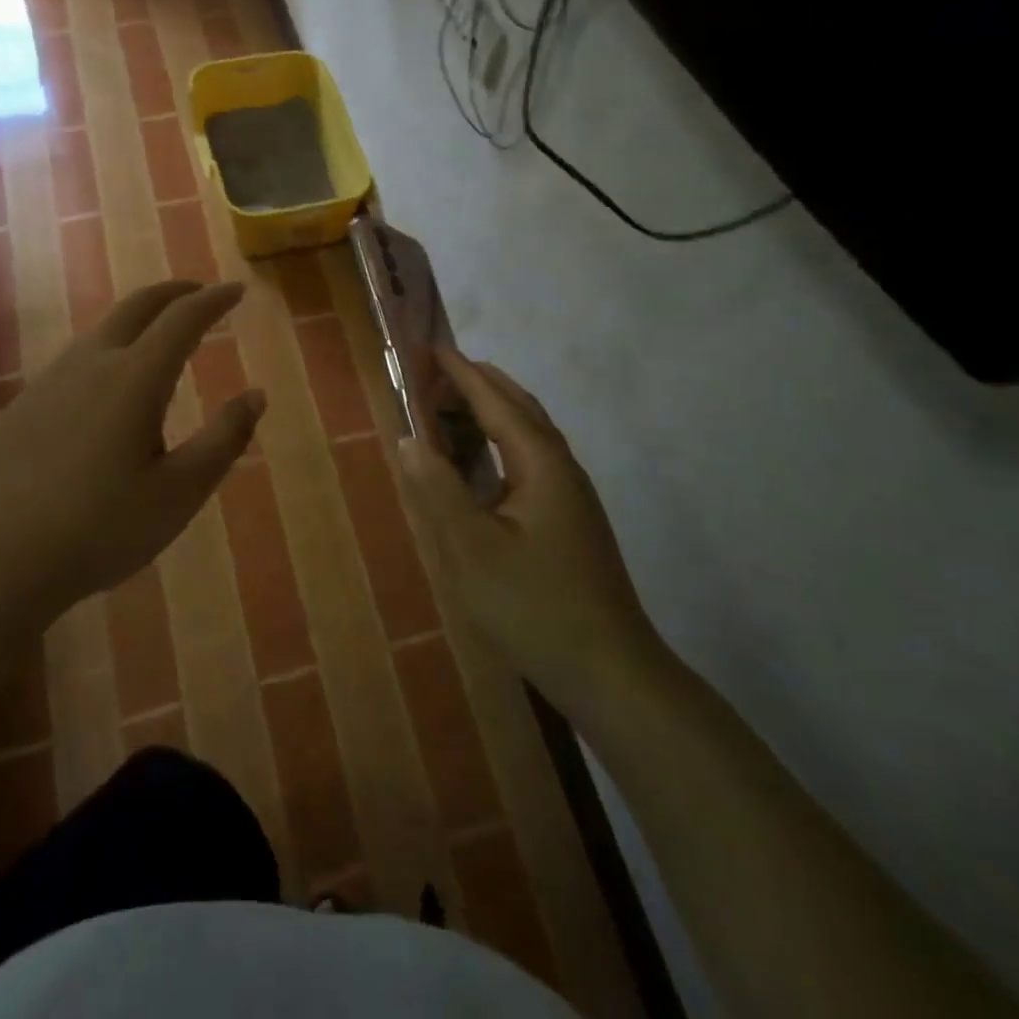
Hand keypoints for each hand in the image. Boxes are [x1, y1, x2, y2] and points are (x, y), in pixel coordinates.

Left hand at [0, 281, 264, 627]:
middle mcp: (90, 364)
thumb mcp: (180, 492)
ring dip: (136, 321)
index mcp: (135, 379)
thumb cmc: (100, 529)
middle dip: (173, 293)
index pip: (183, 319)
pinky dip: (106, 351)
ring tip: (158, 338)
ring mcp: (49, 382)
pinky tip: (105, 388)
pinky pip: (75, 361)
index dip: (214, 300)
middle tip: (199, 293)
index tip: (236, 290)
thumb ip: (224, 439)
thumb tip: (256, 395)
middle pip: (136, 307)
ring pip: (101, 332)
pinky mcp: (22, 406)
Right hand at [396, 349, 661, 707]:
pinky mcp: (569, 519)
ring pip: (526, 435)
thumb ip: (438, 490)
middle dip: (476, 385)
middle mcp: (561, 467)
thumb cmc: (535, 606)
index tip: (429, 348)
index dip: (460, 373)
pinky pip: (528, 461)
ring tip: (447, 414)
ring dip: (488, 414)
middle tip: (432, 377)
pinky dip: (498, 446)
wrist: (610, 670)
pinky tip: (478, 469)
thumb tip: (409, 438)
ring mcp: (570, 494)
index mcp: (541, 462)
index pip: (495, 400)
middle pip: (518, 408)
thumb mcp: (472, 550)